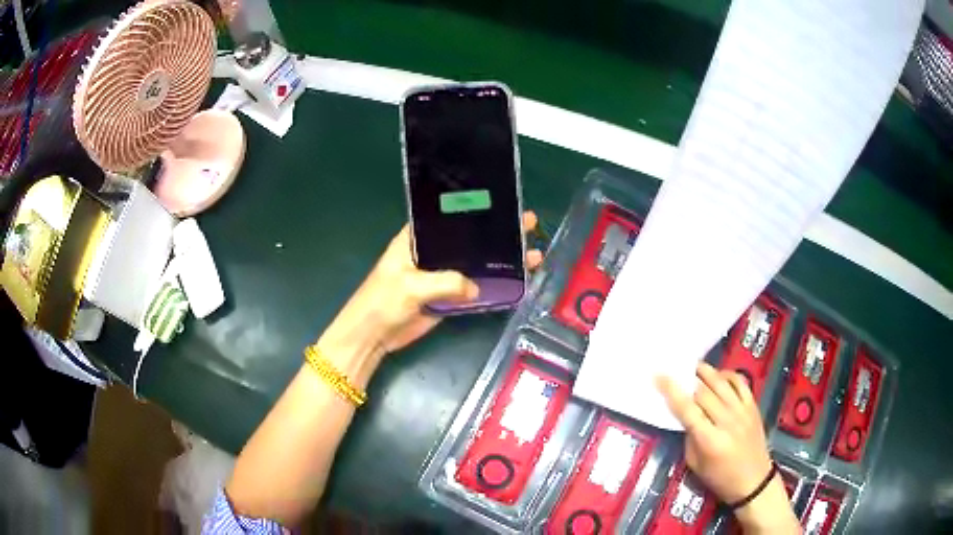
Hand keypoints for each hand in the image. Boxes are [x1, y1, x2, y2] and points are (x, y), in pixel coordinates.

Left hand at [329, 211, 543, 355]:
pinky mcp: (447, 297)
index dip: (473, 208)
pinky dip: (492, 285)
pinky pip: (474, 288)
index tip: (501, 203)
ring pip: (475, 263)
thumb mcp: (410, 286)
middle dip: (496, 232)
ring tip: (532, 253)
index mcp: (416, 239)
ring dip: (500, 259)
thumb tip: (477, 288)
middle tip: (527, 223)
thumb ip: (445, 282)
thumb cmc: (382, 302)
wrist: (373, 336)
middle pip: (468, 239)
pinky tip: (517, 280)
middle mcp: (432, 253)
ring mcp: (441, 275)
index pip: (448, 216)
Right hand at [656, 362, 770, 501]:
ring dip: (705, 371)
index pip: (687, 409)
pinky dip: (727, 375)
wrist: (753, 480)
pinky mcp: (752, 406)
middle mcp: (726, 421)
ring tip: (693, 366)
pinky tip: (718, 376)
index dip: (672, 391)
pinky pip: (740, 382)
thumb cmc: (720, 478)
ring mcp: (742, 411)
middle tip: (675, 370)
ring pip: (721, 383)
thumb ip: (690, 436)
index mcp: (709, 440)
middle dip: (687, 379)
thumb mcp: (695, 464)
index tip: (659, 376)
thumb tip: (685, 415)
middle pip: (703, 392)